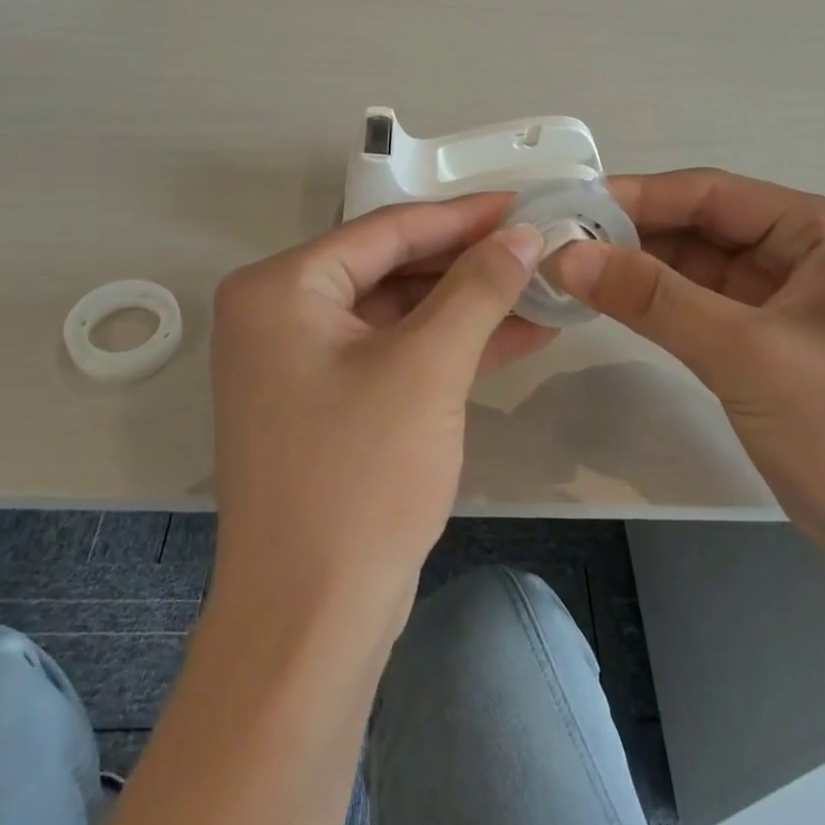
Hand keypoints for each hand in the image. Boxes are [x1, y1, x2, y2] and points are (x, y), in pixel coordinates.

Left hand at [208, 195, 551, 625]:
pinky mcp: (330, 406)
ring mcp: (302, 364)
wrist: (311, 621)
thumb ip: (478, 288)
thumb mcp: (427, 368)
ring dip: (470, 306)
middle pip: (393, 269)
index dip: (463, 216)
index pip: (387, 230)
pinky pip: (397, 356)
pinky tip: (519, 334)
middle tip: (541, 245)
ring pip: (401, 314)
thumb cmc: (359, 478)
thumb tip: (523, 233)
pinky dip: (452, 347)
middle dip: (471, 263)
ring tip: (544, 287)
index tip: (525, 203)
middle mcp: (281, 316)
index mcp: (281, 289)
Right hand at [545, 169, 824, 561]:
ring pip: (703, 267)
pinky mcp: (777, 342)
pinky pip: (709, 306)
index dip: (638, 195)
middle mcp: (812, 252)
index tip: (569, 206)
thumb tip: (567, 255)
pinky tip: (615, 303)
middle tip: (559, 243)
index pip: (714, 193)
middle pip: (707, 226)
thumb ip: (653, 299)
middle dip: (635, 234)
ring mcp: (794, 299)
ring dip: (643, 269)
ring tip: (573, 270)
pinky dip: (663, 304)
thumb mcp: (745, 355)